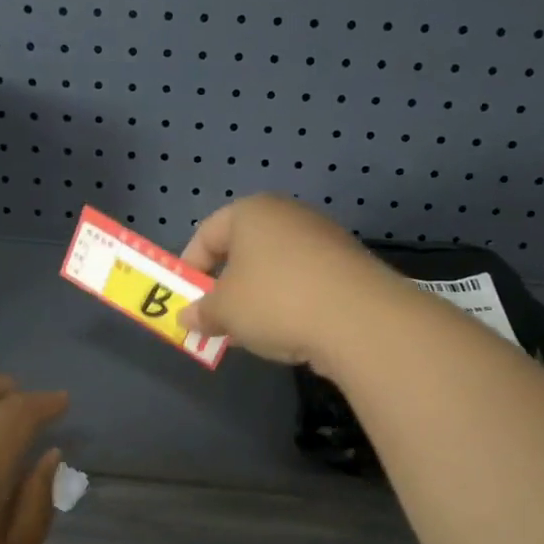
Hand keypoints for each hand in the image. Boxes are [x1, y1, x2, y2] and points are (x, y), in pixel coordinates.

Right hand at [177, 195, 404, 368]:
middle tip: (216, 319)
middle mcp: (288, 215)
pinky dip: (289, 303)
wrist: (358, 318)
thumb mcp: (224, 311)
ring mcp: (323, 238)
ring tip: (251, 332)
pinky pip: (303, 282)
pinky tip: (289, 331)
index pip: (207, 233)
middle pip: (243, 249)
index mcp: (252, 211)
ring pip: (274, 268)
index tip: (185, 300)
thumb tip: (186, 318)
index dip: (189, 267)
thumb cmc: (275, 301)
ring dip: (257, 298)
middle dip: (225, 286)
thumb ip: (201, 312)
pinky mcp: (347, 266)